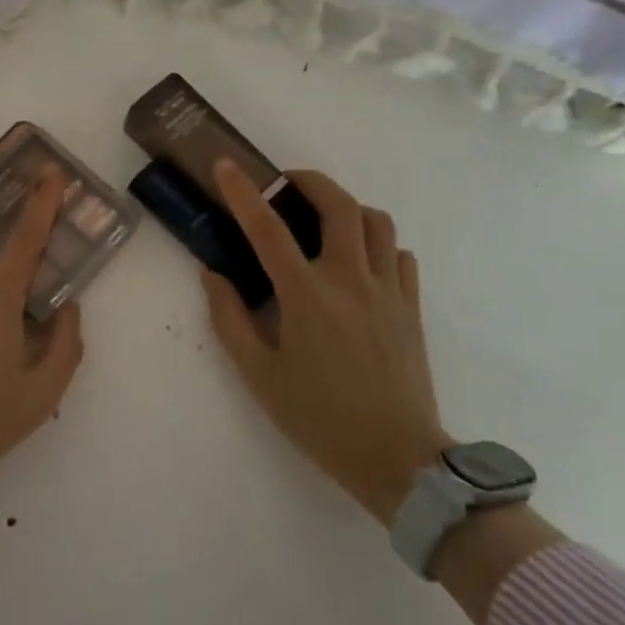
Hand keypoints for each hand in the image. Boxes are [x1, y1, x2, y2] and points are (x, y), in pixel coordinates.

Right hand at [203, 162, 449, 526]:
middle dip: (309, 181)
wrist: (398, 459)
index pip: (268, 228)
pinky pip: (399, 256)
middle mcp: (351, 280)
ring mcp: (388, 291)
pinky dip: (378, 244)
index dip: (242, 192)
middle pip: (339, 205)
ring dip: (347, 208)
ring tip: (323, 221)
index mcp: (307, 295)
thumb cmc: (319, 417)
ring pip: (377, 222)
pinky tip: (360, 262)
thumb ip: (229, 319)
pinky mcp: (412, 308)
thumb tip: (212, 275)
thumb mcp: (259, 375)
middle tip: (286, 184)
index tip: (225, 165)